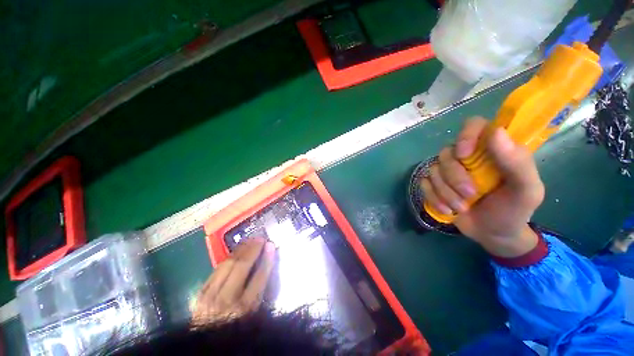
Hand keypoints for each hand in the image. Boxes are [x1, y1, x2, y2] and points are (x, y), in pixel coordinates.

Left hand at [193, 237, 275, 322]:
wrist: (206, 343)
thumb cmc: (236, 328)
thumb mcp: (254, 314)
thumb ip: (262, 292)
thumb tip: (268, 265)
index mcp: (244, 308)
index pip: (259, 277)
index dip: (266, 259)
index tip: (271, 245)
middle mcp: (227, 300)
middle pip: (241, 267)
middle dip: (253, 249)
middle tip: (260, 238)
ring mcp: (210, 296)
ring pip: (227, 264)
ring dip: (240, 249)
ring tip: (250, 240)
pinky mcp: (200, 294)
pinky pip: (216, 269)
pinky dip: (227, 258)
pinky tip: (235, 251)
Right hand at [420, 117, 544, 256]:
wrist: (493, 234)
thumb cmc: (514, 211)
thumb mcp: (526, 190)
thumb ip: (518, 162)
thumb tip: (496, 132)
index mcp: (492, 150)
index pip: (474, 125)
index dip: (466, 135)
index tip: (464, 155)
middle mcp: (466, 157)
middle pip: (447, 153)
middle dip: (455, 177)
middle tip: (470, 195)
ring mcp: (447, 171)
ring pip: (433, 170)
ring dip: (445, 192)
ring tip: (461, 207)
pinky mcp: (434, 184)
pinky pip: (424, 184)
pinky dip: (433, 198)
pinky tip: (446, 210)